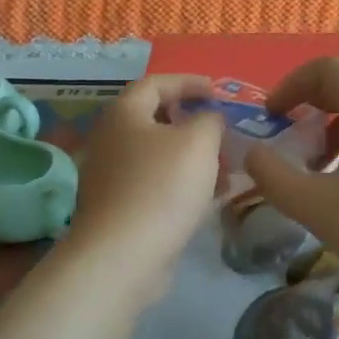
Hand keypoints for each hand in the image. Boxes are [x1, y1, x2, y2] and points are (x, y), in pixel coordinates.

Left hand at [62, 75, 224, 300]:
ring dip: (193, 158)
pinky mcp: (119, 209)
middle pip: (156, 120)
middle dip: (194, 124)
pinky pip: (156, 185)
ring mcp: (112, 177)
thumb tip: (208, 118)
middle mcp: (111, 140)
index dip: (188, 82)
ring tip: (227, 171)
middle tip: (223, 133)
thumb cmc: (161, 187)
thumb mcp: (199, 142)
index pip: (155, 83)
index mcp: (124, 114)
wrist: (122, 257)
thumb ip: (210, 120)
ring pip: (159, 156)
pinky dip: (183, 184)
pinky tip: (210, 199)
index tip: (217, 91)